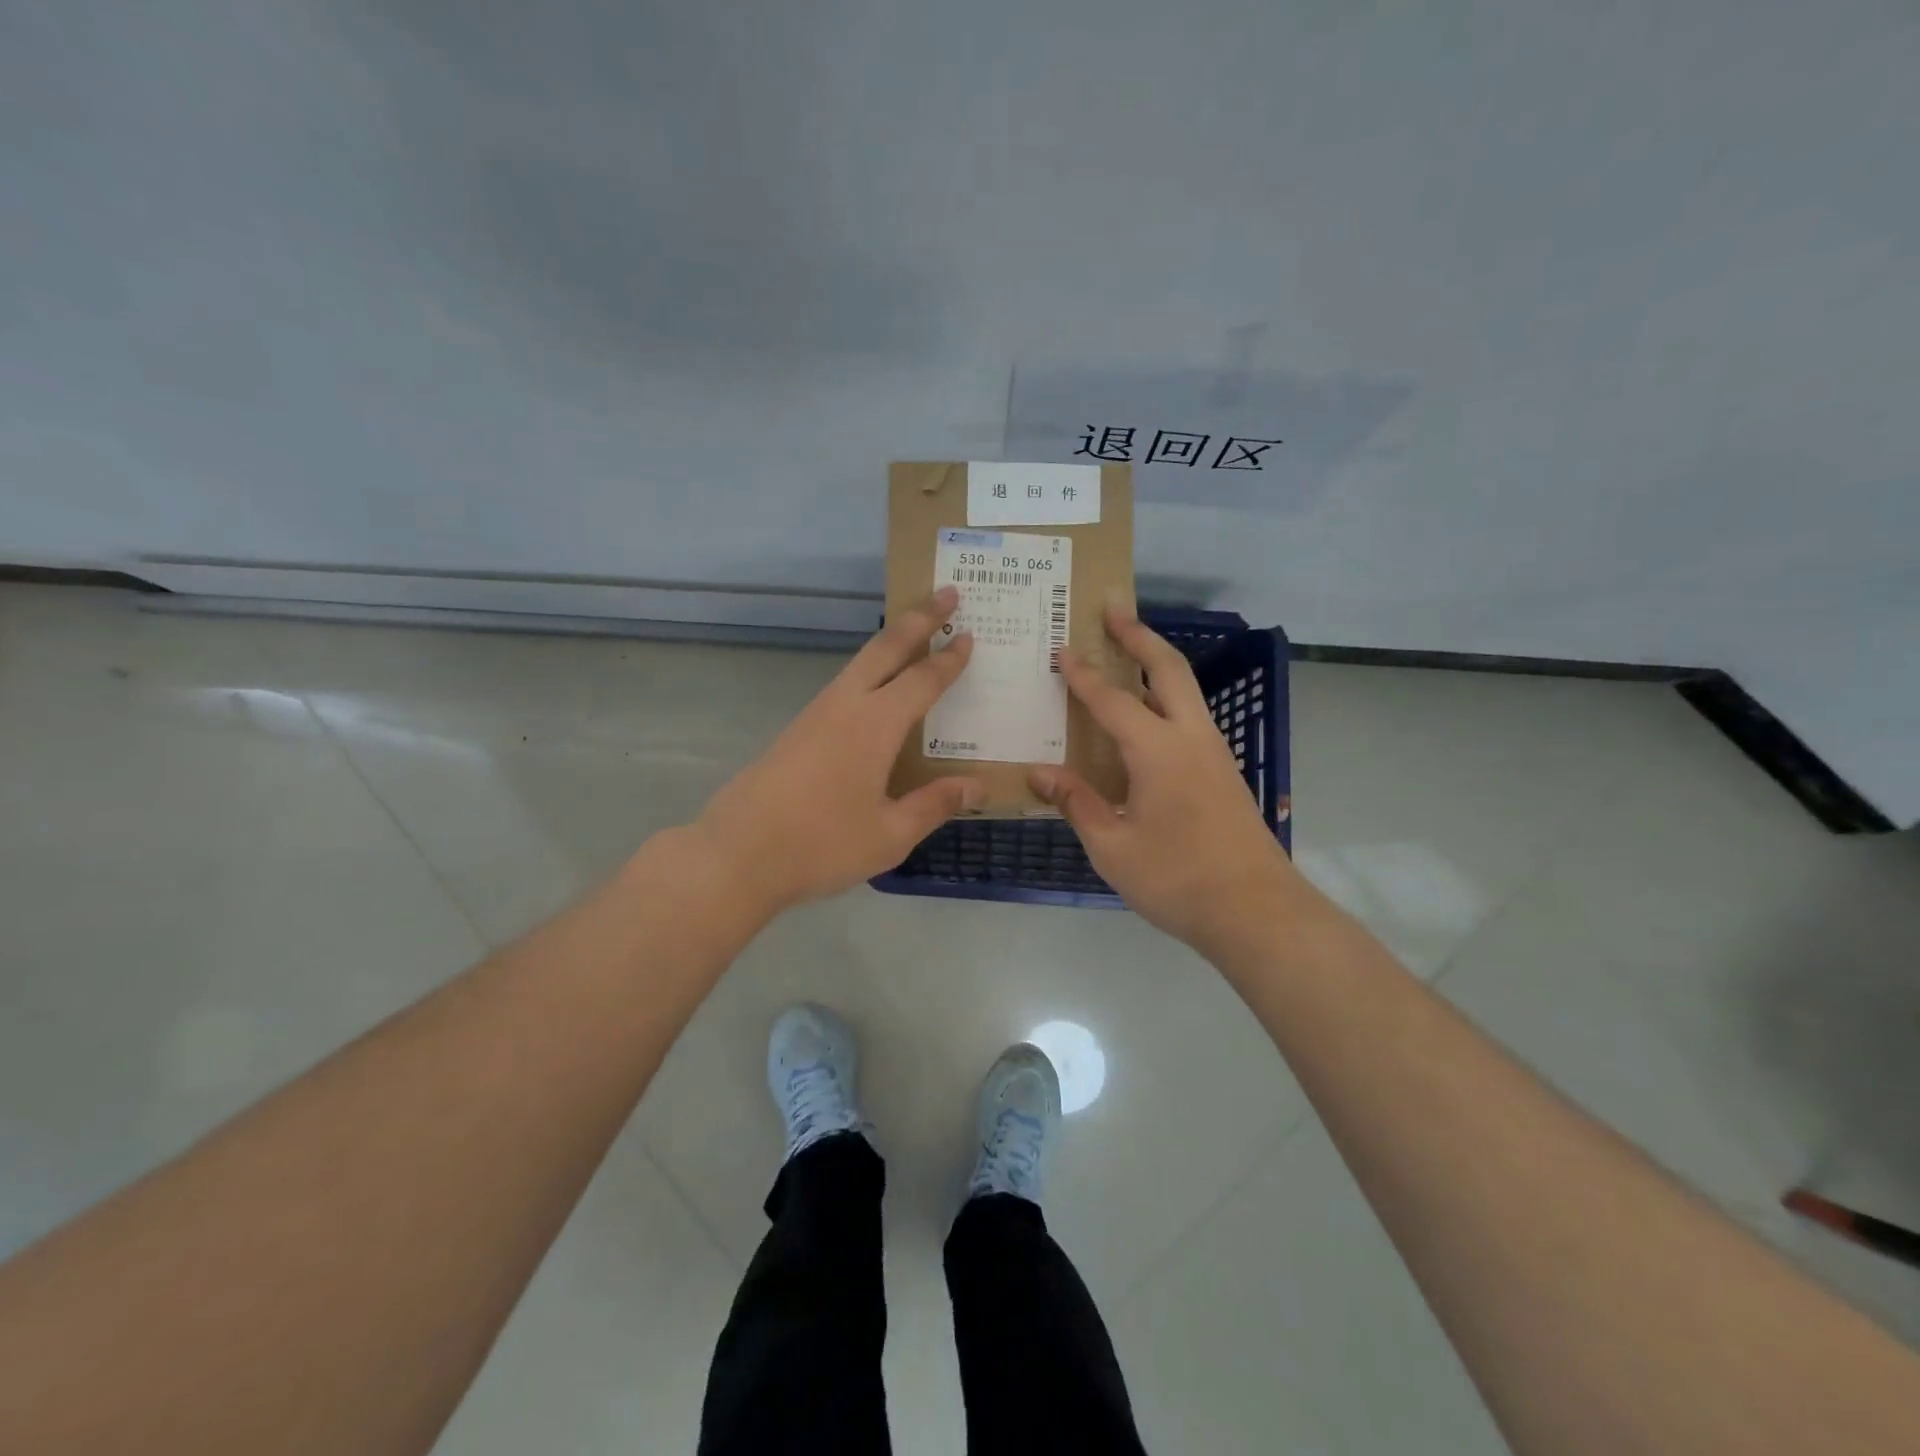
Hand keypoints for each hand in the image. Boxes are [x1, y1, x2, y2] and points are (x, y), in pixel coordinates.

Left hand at [694, 587, 984, 913]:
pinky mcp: (798, 730)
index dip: (949, 659)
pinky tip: (877, 690)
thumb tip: (978, 786)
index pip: (923, 680)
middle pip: (886, 648)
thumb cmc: (821, 845)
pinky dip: (871, 670)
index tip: (969, 634)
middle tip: (946, 593)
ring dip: (891, 641)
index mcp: (874, 725)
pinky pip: (844, 685)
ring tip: (916, 632)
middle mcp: (845, 706)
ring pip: (860, 662)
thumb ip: (934, 804)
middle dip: (919, 618)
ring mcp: (816, 714)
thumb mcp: (890, 835)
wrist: (737, 854)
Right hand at [1029, 598, 1299, 955]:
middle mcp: (1190, 738)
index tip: (1060, 649)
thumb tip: (1038, 773)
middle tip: (1112, 609)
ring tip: (1127, 650)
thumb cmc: (1177, 880)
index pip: (1111, 700)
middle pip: (1167, 669)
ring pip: (1185, 689)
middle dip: (1138, 635)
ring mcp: (1213, 753)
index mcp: (1158, 751)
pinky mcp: (1223, 772)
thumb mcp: (1112, 848)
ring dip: (1156, 662)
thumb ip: (1076, 803)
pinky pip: (1190, 716)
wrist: (1257, 912)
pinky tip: (1146, 717)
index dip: (1082, 674)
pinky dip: (1166, 696)